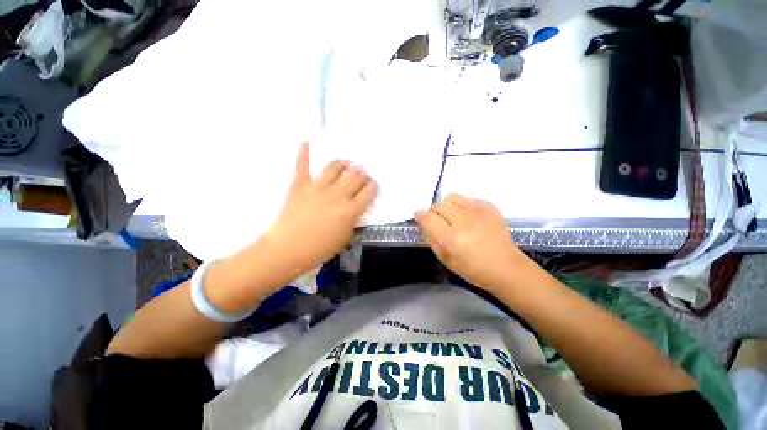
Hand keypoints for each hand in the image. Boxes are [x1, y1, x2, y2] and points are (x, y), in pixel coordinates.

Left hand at [262, 142, 376, 280]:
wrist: (287, 250)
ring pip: (334, 167)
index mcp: (350, 210)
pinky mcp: (299, 185)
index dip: (372, 186)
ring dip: (343, 164)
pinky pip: (302, 165)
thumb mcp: (345, 237)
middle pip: (355, 176)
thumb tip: (355, 206)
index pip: (368, 191)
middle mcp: (337, 194)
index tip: (371, 185)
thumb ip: (353, 219)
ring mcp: (317, 187)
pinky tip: (307, 142)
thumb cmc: (319, 249)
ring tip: (345, 164)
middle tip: (360, 175)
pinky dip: (304, 152)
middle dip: (361, 174)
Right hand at [415, 194, 528, 290]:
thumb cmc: (471, 268)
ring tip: (455, 218)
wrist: (504, 266)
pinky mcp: (488, 206)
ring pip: (451, 197)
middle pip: (437, 205)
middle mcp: (462, 220)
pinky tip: (470, 218)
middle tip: (442, 224)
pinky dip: (463, 206)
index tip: (421, 220)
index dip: (420, 216)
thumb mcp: (444, 258)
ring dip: (448, 207)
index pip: (426, 217)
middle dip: (435, 213)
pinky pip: (466, 198)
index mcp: (450, 238)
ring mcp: (477, 211)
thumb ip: (430, 237)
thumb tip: (423, 222)